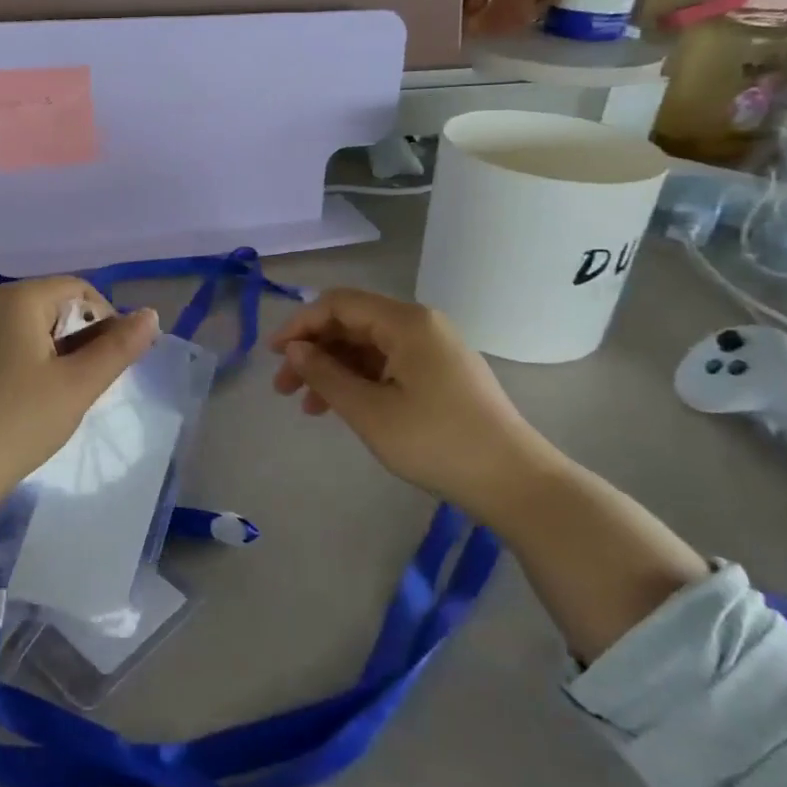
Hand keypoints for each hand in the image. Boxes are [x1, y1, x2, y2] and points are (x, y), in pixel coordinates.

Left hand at [0, 278, 157, 613]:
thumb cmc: (16, 423)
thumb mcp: (77, 386)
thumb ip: (118, 347)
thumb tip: (151, 315)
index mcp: (17, 298)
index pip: (78, 289)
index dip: (105, 319)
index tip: (109, 364)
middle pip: (49, 303)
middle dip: (77, 336)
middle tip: (84, 384)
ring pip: (25, 325)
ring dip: (51, 351)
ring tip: (56, 396)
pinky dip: (22, 361)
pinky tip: (22, 400)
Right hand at [268, 288, 563, 518]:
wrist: (514, 482)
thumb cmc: (436, 442)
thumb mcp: (370, 411)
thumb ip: (326, 374)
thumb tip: (295, 349)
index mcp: (406, 322)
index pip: (339, 304)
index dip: (300, 324)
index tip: (273, 356)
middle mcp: (420, 325)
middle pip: (352, 323)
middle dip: (314, 351)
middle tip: (285, 388)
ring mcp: (434, 349)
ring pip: (368, 346)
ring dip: (333, 369)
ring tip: (308, 406)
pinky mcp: (441, 373)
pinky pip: (389, 364)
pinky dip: (360, 380)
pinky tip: (342, 407)